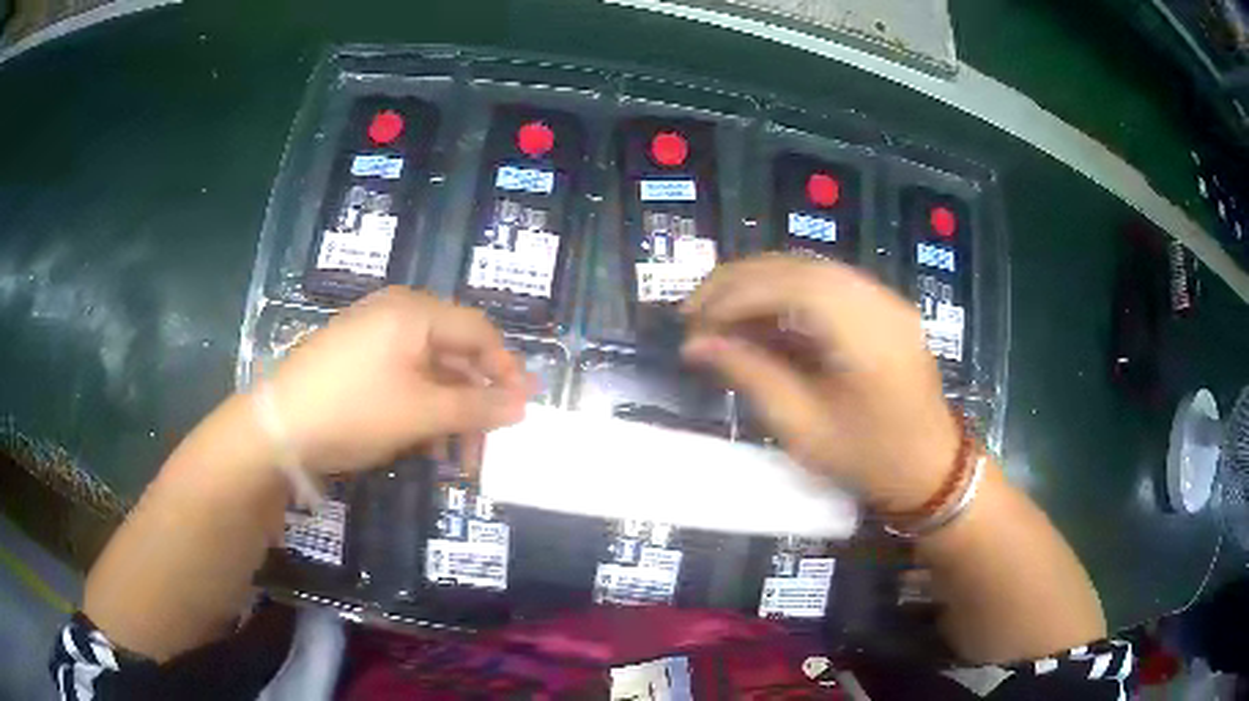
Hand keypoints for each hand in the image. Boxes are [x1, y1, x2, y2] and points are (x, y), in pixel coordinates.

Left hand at [264, 287, 532, 474]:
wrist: (278, 428)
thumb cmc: (355, 410)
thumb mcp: (422, 413)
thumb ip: (476, 406)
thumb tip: (523, 404)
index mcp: (415, 312)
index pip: (479, 331)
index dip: (506, 369)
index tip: (522, 410)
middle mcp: (396, 315)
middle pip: (454, 353)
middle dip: (475, 402)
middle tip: (486, 445)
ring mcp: (373, 338)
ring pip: (429, 372)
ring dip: (448, 413)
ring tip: (453, 458)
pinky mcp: (357, 362)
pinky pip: (403, 380)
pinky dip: (420, 411)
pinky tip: (422, 446)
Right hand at [681, 255, 958, 510]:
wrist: (932, 469)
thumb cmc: (868, 459)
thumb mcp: (802, 428)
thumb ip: (750, 375)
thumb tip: (696, 345)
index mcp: (864, 333)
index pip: (788, 286)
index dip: (732, 296)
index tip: (691, 321)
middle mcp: (878, 300)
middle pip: (797, 266)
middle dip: (738, 282)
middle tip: (694, 312)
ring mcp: (885, 298)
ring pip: (809, 269)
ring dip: (758, 284)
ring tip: (719, 314)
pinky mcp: (884, 306)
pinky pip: (826, 284)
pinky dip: (785, 293)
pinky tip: (760, 317)